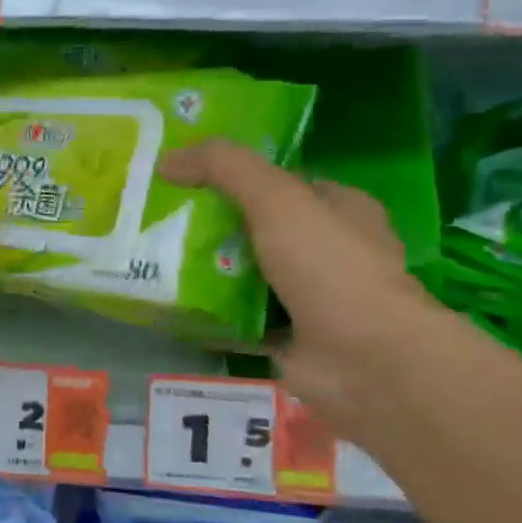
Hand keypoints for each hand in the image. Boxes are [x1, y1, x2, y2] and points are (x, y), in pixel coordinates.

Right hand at [158, 139, 425, 419]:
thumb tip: (168, 160)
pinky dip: (210, 314)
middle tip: (163, 218)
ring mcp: (312, 299)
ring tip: (156, 257)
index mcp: (341, 210)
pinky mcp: (289, 339)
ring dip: (209, 271)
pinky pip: (239, 319)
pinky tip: (171, 304)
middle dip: (215, 226)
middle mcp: (330, 251)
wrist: (366, 362)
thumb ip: (224, 167)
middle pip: (260, 229)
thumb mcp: (276, 198)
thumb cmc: (330, 266)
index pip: (282, 183)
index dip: (238, 176)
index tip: (188, 177)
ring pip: (248, 275)